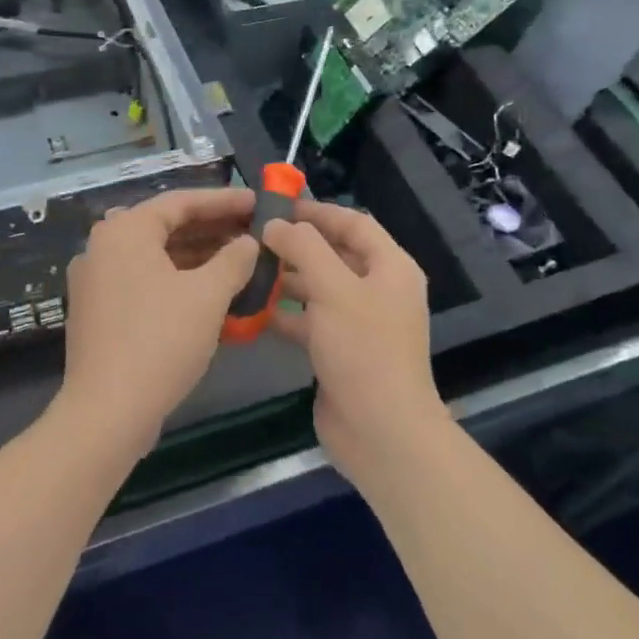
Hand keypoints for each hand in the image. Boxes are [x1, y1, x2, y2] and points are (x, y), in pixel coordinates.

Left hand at [60, 187, 260, 453]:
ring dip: (197, 255)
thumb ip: (234, 260)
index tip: (256, 202)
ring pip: (155, 255)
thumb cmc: (160, 341)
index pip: (180, 202)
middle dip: (211, 228)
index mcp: (125, 231)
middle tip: (251, 230)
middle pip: (166, 226)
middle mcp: (104, 247)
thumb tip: (248, 243)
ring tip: (239, 259)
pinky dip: (177, 279)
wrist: (107, 411)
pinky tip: (209, 291)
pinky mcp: (98, 310)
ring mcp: (96, 279)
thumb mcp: (207, 296)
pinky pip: (144, 280)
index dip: (223, 201)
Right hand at [264, 201, 446, 483]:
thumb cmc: (363, 349)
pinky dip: (286, 315)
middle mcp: (379, 290)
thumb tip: (276, 225)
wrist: (381, 432)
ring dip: (288, 279)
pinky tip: (253, 311)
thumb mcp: (333, 289)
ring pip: (320, 288)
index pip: (354, 223)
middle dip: (297, 245)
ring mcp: (361, 323)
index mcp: (390, 268)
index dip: (318, 212)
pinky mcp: (342, 352)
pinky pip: (311, 321)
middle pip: (336, 254)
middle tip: (254, 237)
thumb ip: (304, 248)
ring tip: (248, 269)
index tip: (278, 206)